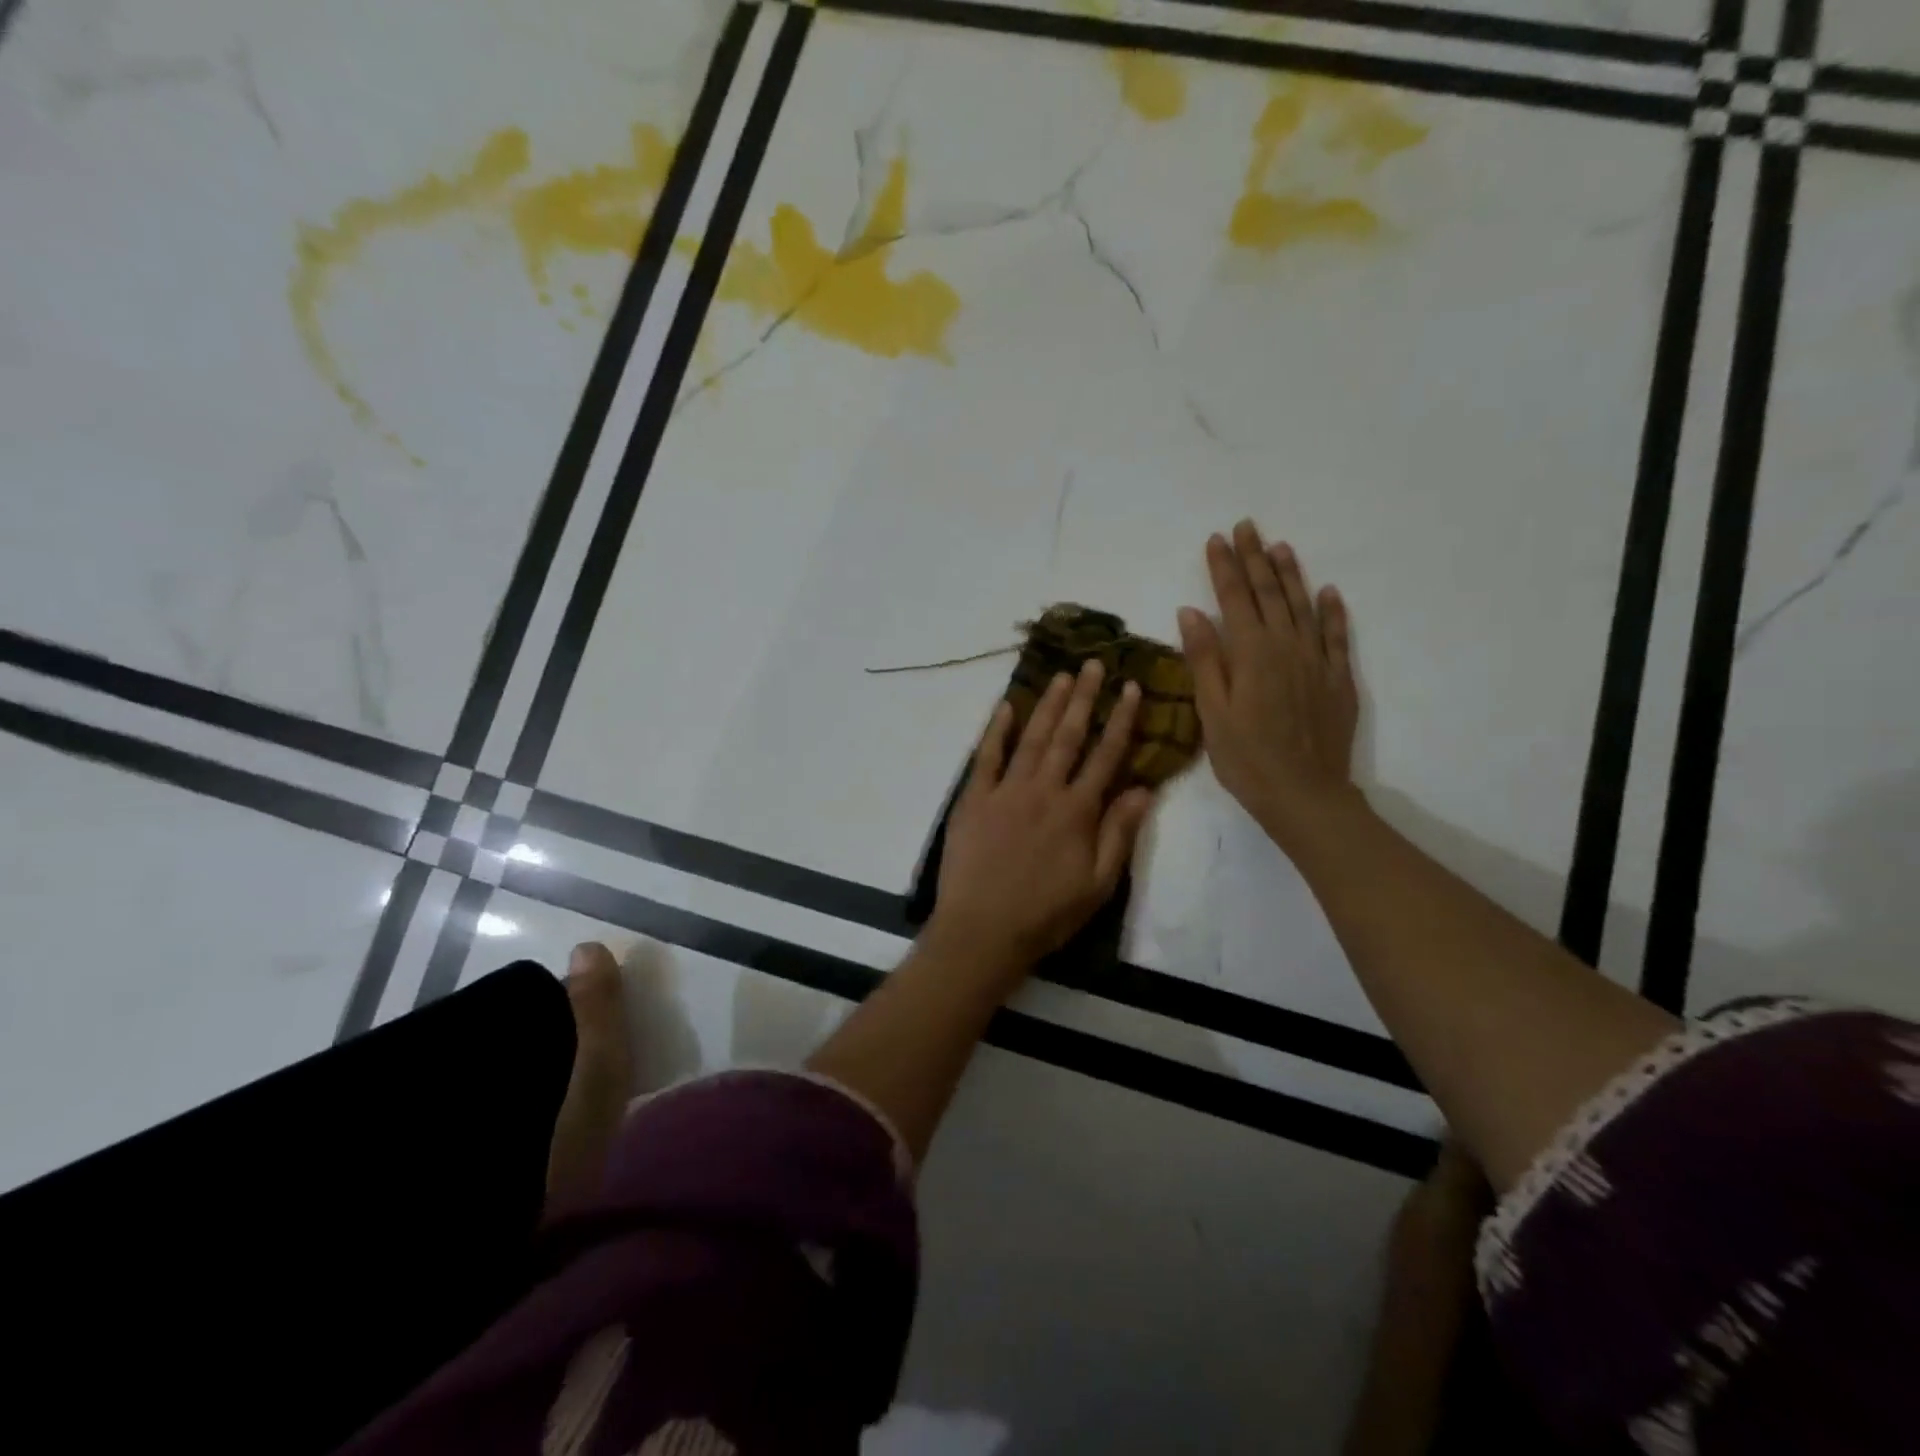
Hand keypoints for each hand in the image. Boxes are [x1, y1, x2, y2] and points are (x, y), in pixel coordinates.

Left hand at [929, 660, 1156, 977]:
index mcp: (1078, 811)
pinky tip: (1005, 707)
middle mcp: (1044, 790)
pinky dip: (996, 730)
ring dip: (1047, 704)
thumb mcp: (1098, 885)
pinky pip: (986, 756)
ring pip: (1031, 738)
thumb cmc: (1046, 914)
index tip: (1131, 687)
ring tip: (1061, 676)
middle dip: (1084, 697)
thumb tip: (1145, 789)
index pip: (1106, 755)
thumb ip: (1119, 834)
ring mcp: (1006, 791)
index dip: (1121, 719)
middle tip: (1093, 663)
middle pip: (1068, 735)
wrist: (983, 931)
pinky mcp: (974, 799)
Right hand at [1178, 520, 1360, 845]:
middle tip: (1247, 527)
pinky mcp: (1338, 679)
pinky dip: (1332, 611)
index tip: (1216, 539)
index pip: (1234, 599)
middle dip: (1255, 559)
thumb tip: (1191, 611)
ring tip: (1280, 547)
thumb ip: (1204, 659)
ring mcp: (1317, 661)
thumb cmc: (1246, 758)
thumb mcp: (1212, 712)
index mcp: (1251, 654)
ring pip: (1303, 606)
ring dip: (1291, 574)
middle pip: (1270, 593)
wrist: (1304, 794)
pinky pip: (1337, 636)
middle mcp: (1286, 647)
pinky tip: (1328, 592)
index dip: (1223, 568)